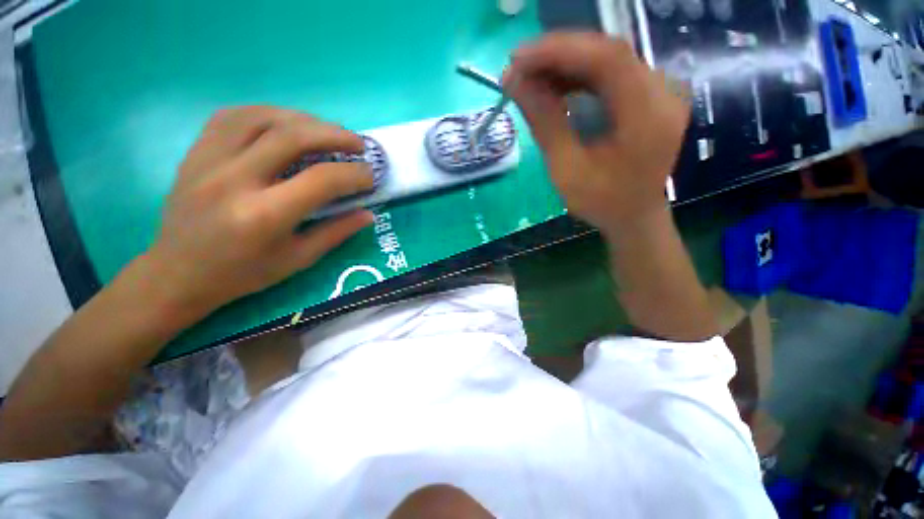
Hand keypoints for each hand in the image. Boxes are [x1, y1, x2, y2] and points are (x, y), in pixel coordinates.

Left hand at [139, 106, 374, 321]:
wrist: (177, 273)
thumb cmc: (243, 273)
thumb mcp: (298, 259)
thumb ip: (336, 232)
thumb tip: (368, 213)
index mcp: (264, 215)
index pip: (321, 180)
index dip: (354, 174)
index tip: (370, 176)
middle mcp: (234, 180)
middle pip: (291, 137)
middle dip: (334, 135)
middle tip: (358, 143)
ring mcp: (208, 161)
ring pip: (261, 117)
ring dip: (303, 119)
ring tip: (326, 131)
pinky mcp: (195, 153)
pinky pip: (232, 117)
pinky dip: (267, 114)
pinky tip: (285, 124)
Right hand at [507, 33, 689, 236]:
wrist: (634, 216)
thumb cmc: (601, 202)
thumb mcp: (567, 170)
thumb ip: (545, 123)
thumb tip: (516, 83)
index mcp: (647, 116)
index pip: (607, 58)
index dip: (560, 51)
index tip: (518, 58)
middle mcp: (662, 93)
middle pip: (607, 53)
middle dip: (557, 55)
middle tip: (518, 68)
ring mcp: (658, 92)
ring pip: (607, 59)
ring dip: (565, 64)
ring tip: (530, 79)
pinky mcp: (649, 96)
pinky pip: (610, 74)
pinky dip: (578, 76)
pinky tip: (554, 86)